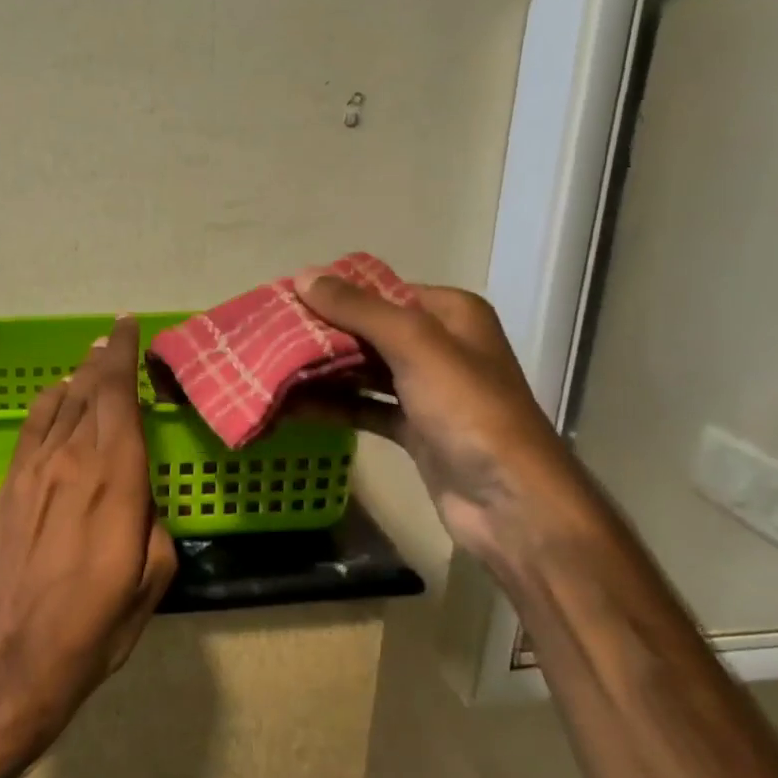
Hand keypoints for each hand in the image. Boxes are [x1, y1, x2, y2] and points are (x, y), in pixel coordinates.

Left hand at [0, 314, 176, 771]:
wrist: (14, 655)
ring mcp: (33, 470)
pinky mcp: (8, 487)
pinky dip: (47, 405)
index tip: (129, 327)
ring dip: (77, 378)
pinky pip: (30, 429)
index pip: (119, 396)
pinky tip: (55, 400)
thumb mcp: (152, 577)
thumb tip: (139, 492)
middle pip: (88, 391)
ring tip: (90, 363)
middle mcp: (71, 460)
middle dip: (104, 359)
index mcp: (115, 478)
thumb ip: (151, 519)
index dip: (124, 355)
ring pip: (57, 404)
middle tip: (115, 338)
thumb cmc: (95, 625)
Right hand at [292, 273, 600, 568]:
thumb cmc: (468, 410)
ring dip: (321, 371)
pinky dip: (332, 405)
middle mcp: (439, 346)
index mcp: (450, 314)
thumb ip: (358, 309)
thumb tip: (303, 275)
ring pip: (362, 370)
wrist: (510, 502)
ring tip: (268, 368)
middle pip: (368, 331)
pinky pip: (364, 406)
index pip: (381, 291)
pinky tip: (291, 407)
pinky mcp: (413, 429)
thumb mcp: (414, 345)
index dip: (333, 293)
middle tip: (266, 336)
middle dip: (320, 334)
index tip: (283, 299)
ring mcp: (426, 390)